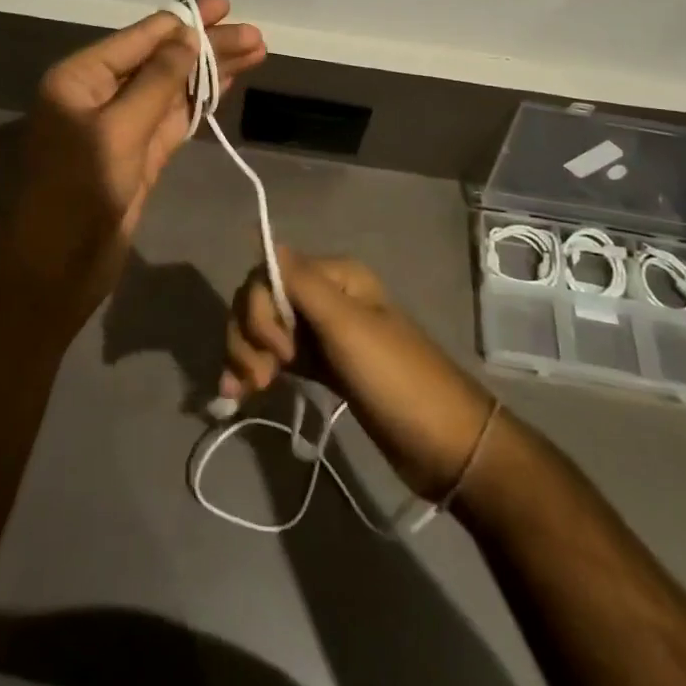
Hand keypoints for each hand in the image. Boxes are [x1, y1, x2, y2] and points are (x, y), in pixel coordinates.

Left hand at [6, 0, 265, 320]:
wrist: (60, 266)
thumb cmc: (79, 190)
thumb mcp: (119, 129)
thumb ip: (157, 81)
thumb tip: (187, 36)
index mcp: (81, 78)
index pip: (140, 38)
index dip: (183, 20)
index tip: (222, 5)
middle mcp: (101, 94)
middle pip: (162, 60)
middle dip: (206, 47)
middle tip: (255, 35)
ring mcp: (123, 125)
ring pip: (173, 88)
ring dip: (211, 71)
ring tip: (256, 51)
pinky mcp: (140, 153)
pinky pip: (174, 117)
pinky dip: (201, 100)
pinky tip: (228, 82)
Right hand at [220, 247, 495, 500]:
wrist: (445, 447)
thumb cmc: (398, 380)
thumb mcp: (348, 328)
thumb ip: (303, 285)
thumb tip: (264, 239)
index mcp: (334, 277)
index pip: (269, 275)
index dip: (258, 310)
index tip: (276, 350)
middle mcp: (324, 297)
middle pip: (261, 301)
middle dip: (247, 335)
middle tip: (257, 379)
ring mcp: (322, 333)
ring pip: (264, 329)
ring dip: (245, 354)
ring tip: (245, 392)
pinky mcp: (321, 366)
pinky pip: (276, 357)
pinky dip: (254, 370)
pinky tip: (239, 394)